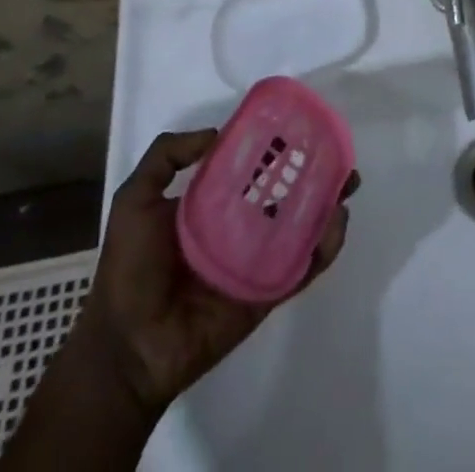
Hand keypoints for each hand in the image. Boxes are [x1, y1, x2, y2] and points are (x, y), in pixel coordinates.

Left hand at [79, 130, 355, 419]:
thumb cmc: (129, 269)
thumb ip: (166, 156)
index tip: (301, 128)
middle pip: (286, 193)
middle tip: (339, 155)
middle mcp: (240, 226)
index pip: (253, 168)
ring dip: (327, 204)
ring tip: (347, 184)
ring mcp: (257, 260)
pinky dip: (324, 248)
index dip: (277, 148)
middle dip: (315, 173)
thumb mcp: (135, 199)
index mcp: (213, 204)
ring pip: (302, 226)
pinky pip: (302, 267)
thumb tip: (218, 133)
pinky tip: (335, 224)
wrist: (127, 347)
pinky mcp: (268, 292)